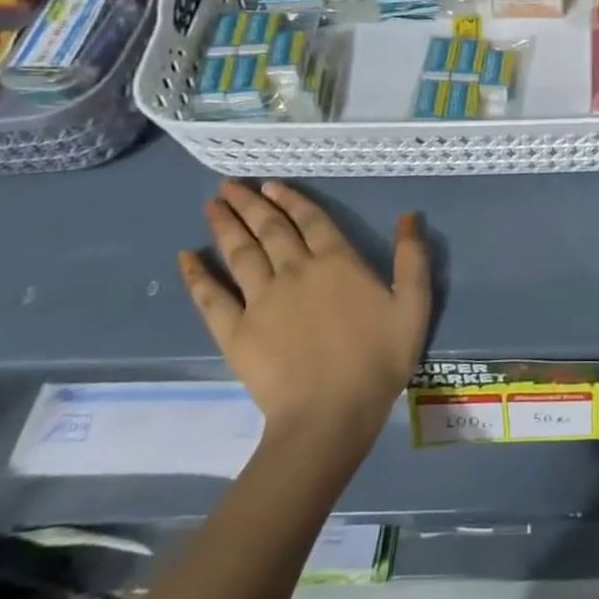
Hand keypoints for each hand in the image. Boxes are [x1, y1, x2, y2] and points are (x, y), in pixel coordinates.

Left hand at [182, 181, 431, 446]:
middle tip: (230, 185)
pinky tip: (185, 256)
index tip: (271, 184)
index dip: (291, 199)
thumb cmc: (378, 358)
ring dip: (226, 225)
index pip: (311, 219)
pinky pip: (211, 297)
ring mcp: (261, 299)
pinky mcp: (236, 331)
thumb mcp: (413, 305)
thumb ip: (412, 259)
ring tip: (212, 204)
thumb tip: (408, 217)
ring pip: (240, 252)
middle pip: (270, 228)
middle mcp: (295, 269)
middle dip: (251, 203)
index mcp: (336, 261)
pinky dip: (197, 275)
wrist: (331, 414)